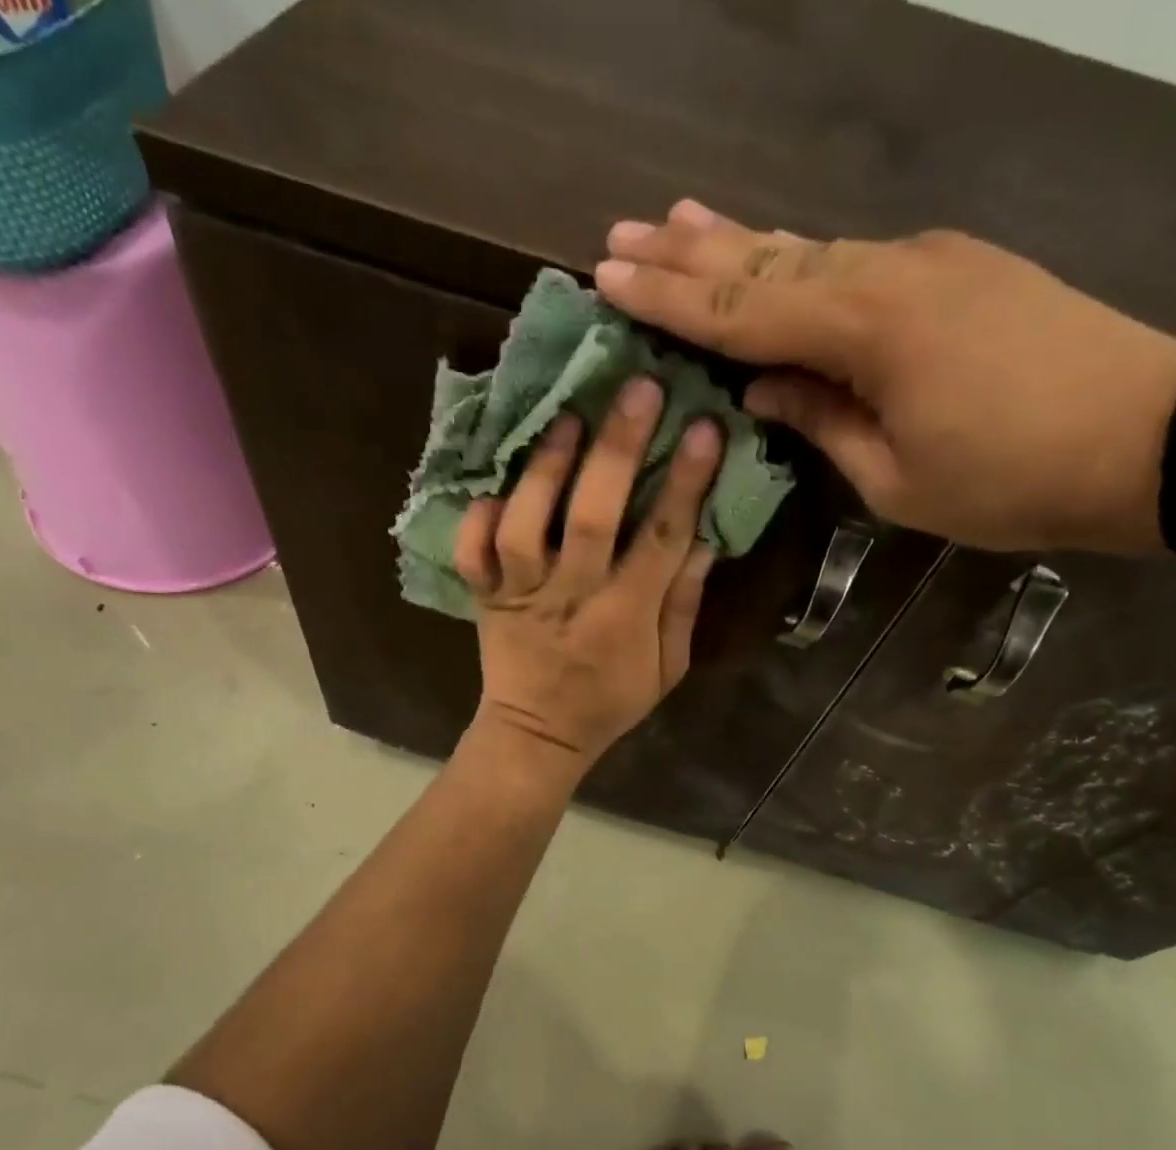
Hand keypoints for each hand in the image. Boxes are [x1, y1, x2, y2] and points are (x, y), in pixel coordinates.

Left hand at [454, 376, 720, 775]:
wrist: (538, 734)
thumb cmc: (611, 700)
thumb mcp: (668, 668)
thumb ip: (684, 606)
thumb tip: (704, 540)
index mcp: (624, 618)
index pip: (661, 539)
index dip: (685, 482)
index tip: (705, 427)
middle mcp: (570, 597)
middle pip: (591, 518)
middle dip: (617, 450)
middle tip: (638, 389)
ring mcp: (521, 596)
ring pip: (525, 526)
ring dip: (544, 469)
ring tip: (567, 420)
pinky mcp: (485, 598)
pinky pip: (471, 554)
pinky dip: (477, 519)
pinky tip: (497, 489)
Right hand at [595, 200, 1175, 556]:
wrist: (1148, 434)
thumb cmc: (1011, 480)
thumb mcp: (897, 479)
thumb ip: (823, 421)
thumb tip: (761, 387)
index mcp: (866, 329)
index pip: (743, 311)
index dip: (671, 299)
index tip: (607, 277)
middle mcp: (887, 273)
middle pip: (767, 261)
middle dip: (688, 253)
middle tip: (620, 235)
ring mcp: (927, 260)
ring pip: (809, 248)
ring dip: (739, 240)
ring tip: (675, 219)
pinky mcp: (957, 268)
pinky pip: (854, 258)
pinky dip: (800, 256)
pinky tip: (771, 247)